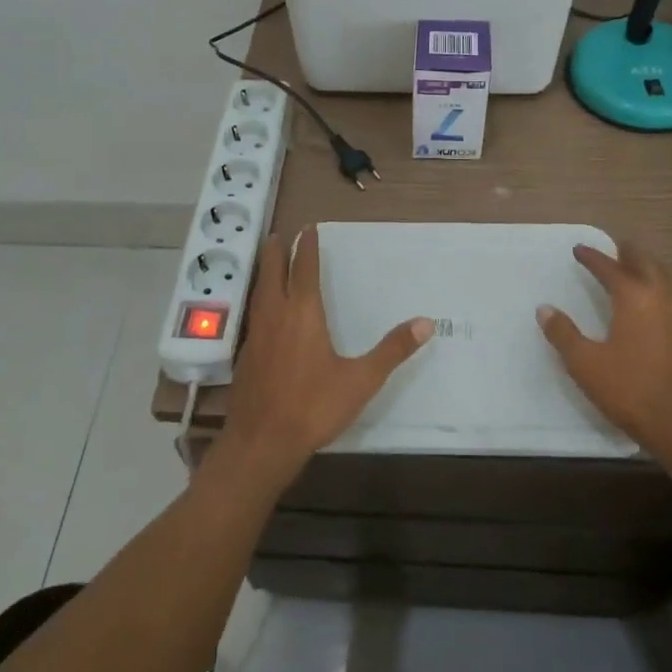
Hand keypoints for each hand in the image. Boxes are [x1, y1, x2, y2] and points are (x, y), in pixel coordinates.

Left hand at [217, 227, 432, 488]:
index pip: (303, 268)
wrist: (261, 443)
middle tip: (279, 235)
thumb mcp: (361, 380)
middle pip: (272, 272)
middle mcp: (276, 315)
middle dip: (276, 251)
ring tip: (268, 263)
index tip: (308, 228)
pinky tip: (263, 311)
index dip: (306, 246)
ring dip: (264, 272)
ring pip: (258, 292)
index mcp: (303, 313)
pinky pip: (253, 314)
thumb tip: (426, 322)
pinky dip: (258, 299)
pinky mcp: (245, 355)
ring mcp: (256, 335)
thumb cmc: (313, 407)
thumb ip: (392, 350)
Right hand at [536, 241, 671, 463]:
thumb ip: (563, 334)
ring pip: (666, 279)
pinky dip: (661, 290)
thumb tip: (544, 309)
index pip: (610, 268)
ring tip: (633, 272)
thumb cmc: (631, 390)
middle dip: (627, 254)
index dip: (592, 257)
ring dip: (648, 270)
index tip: (579, 249)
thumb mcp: (585, 364)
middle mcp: (663, 298)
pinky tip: (654, 306)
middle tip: (613, 250)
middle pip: (646, 264)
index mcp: (635, 297)